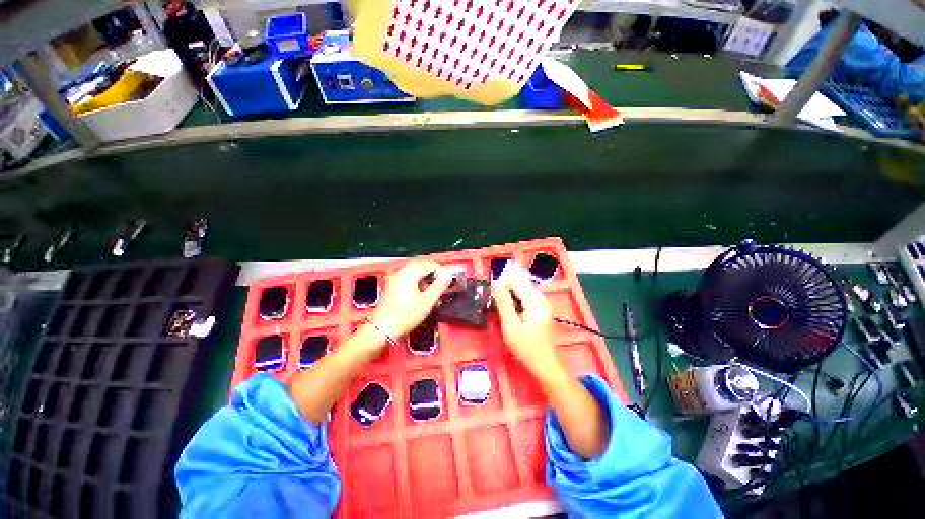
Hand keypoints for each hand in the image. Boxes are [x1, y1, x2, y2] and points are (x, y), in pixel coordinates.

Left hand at [372, 261, 453, 338]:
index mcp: (409, 274)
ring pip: (413, 269)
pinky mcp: (392, 284)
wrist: (383, 328)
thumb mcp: (427, 302)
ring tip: (433, 287)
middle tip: (442, 281)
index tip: (447, 278)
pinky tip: (421, 290)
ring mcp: (395, 277)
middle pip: (420, 264)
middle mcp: (401, 272)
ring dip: (424, 274)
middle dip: (432, 271)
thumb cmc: (406, 316)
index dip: (440, 269)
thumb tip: (448, 275)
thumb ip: (439, 286)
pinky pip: (407, 275)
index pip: (429, 264)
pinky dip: (416, 278)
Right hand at [491, 268, 559, 375]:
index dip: (501, 285)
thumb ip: (503, 302)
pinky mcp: (540, 308)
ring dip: (509, 297)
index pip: (515, 281)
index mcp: (535, 299)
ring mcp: (541, 302)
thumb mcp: (510, 325)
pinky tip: (510, 313)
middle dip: (505, 291)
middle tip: (496, 306)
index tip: (492, 297)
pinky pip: (524, 297)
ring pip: (520, 290)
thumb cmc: (526, 347)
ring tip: (502, 311)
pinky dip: (515, 302)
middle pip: (518, 284)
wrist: (543, 363)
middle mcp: (540, 297)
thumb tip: (495, 283)